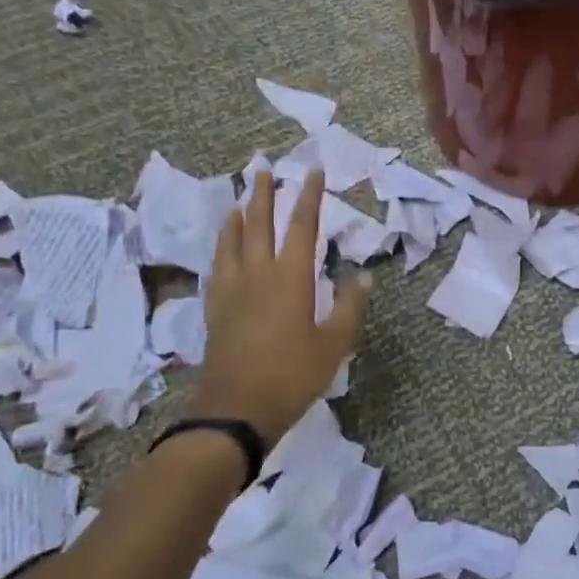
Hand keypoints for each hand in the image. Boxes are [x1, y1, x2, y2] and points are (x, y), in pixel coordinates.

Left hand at [191, 168, 368, 447]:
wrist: (236, 409)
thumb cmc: (293, 375)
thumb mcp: (334, 344)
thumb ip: (349, 306)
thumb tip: (364, 276)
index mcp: (290, 277)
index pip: (301, 226)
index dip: (309, 196)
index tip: (313, 171)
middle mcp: (257, 273)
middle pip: (258, 223)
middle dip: (263, 194)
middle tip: (263, 169)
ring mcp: (231, 290)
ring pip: (232, 241)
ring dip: (238, 216)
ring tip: (240, 200)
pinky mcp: (214, 308)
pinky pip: (218, 266)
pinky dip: (222, 248)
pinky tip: (223, 249)